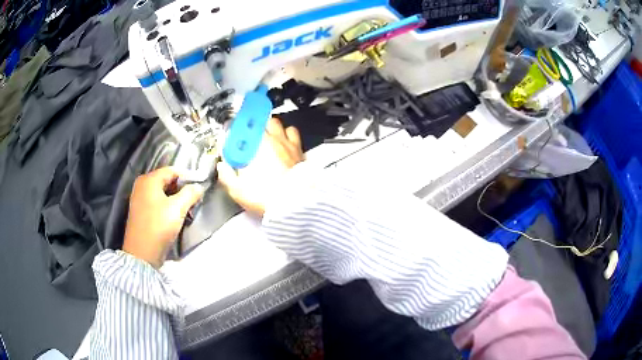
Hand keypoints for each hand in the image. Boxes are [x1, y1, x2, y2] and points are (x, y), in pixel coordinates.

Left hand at [123, 167, 203, 267]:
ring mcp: (139, 198)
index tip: (200, 185)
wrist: (141, 253)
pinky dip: (167, 204)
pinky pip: (156, 201)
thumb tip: (198, 186)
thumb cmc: (158, 226)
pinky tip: (175, 214)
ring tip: (187, 207)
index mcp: (149, 180)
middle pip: (166, 180)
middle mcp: (142, 185)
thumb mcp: (178, 209)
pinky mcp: (140, 210)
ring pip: (162, 192)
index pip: (172, 170)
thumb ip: (190, 194)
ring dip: (175, 197)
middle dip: (181, 188)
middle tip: (194, 198)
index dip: (187, 176)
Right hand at [218, 118, 303, 216]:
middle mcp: (270, 140)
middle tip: (248, 135)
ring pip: (276, 122)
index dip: (234, 128)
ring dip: (270, 126)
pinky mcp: (298, 149)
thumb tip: (222, 166)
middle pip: (258, 120)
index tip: (231, 133)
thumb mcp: (237, 190)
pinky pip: (292, 131)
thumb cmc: (265, 196)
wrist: (294, 203)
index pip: (240, 129)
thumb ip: (226, 175)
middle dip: (252, 125)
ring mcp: (286, 142)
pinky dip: (287, 133)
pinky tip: (284, 141)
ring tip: (266, 135)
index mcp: (253, 147)